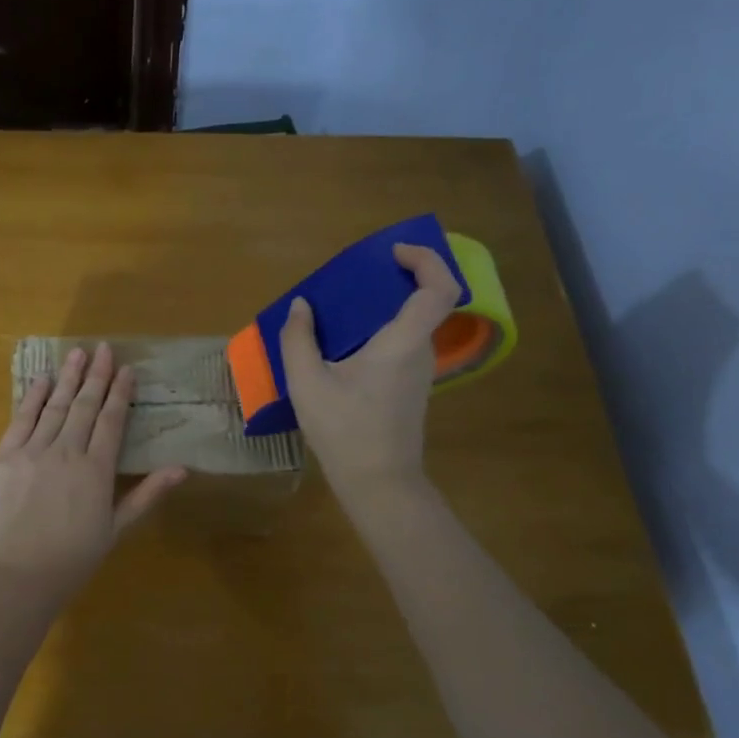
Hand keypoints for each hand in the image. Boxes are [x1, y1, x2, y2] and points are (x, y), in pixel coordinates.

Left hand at [0, 343, 185, 605]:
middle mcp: (66, 452)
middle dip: (96, 375)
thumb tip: (182, 469)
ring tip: (77, 353)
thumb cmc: (73, 559)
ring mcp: (32, 452)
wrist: (18, 577)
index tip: (127, 369)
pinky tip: (42, 380)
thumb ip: (147, 494)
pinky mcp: (4, 457)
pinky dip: (32, 397)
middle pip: (84, 405)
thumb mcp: (116, 529)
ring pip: (54, 406)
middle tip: (103, 348)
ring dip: (67, 377)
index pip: (111, 420)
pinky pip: (21, 420)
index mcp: (96, 470)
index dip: (120, 393)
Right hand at [279, 242, 461, 497]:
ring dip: (383, 309)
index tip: (393, 253)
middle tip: (355, 278)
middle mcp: (420, 351)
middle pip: (424, 301)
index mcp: (403, 342)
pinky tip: (343, 347)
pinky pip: (400, 345)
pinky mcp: (411, 389)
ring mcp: (419, 372)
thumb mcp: (308, 383)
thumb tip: (302, 307)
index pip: (439, 288)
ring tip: (340, 310)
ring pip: (410, 324)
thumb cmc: (345, 430)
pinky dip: (379, 332)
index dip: (426, 260)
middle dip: (395, 279)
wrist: (378, 483)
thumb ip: (299, 339)